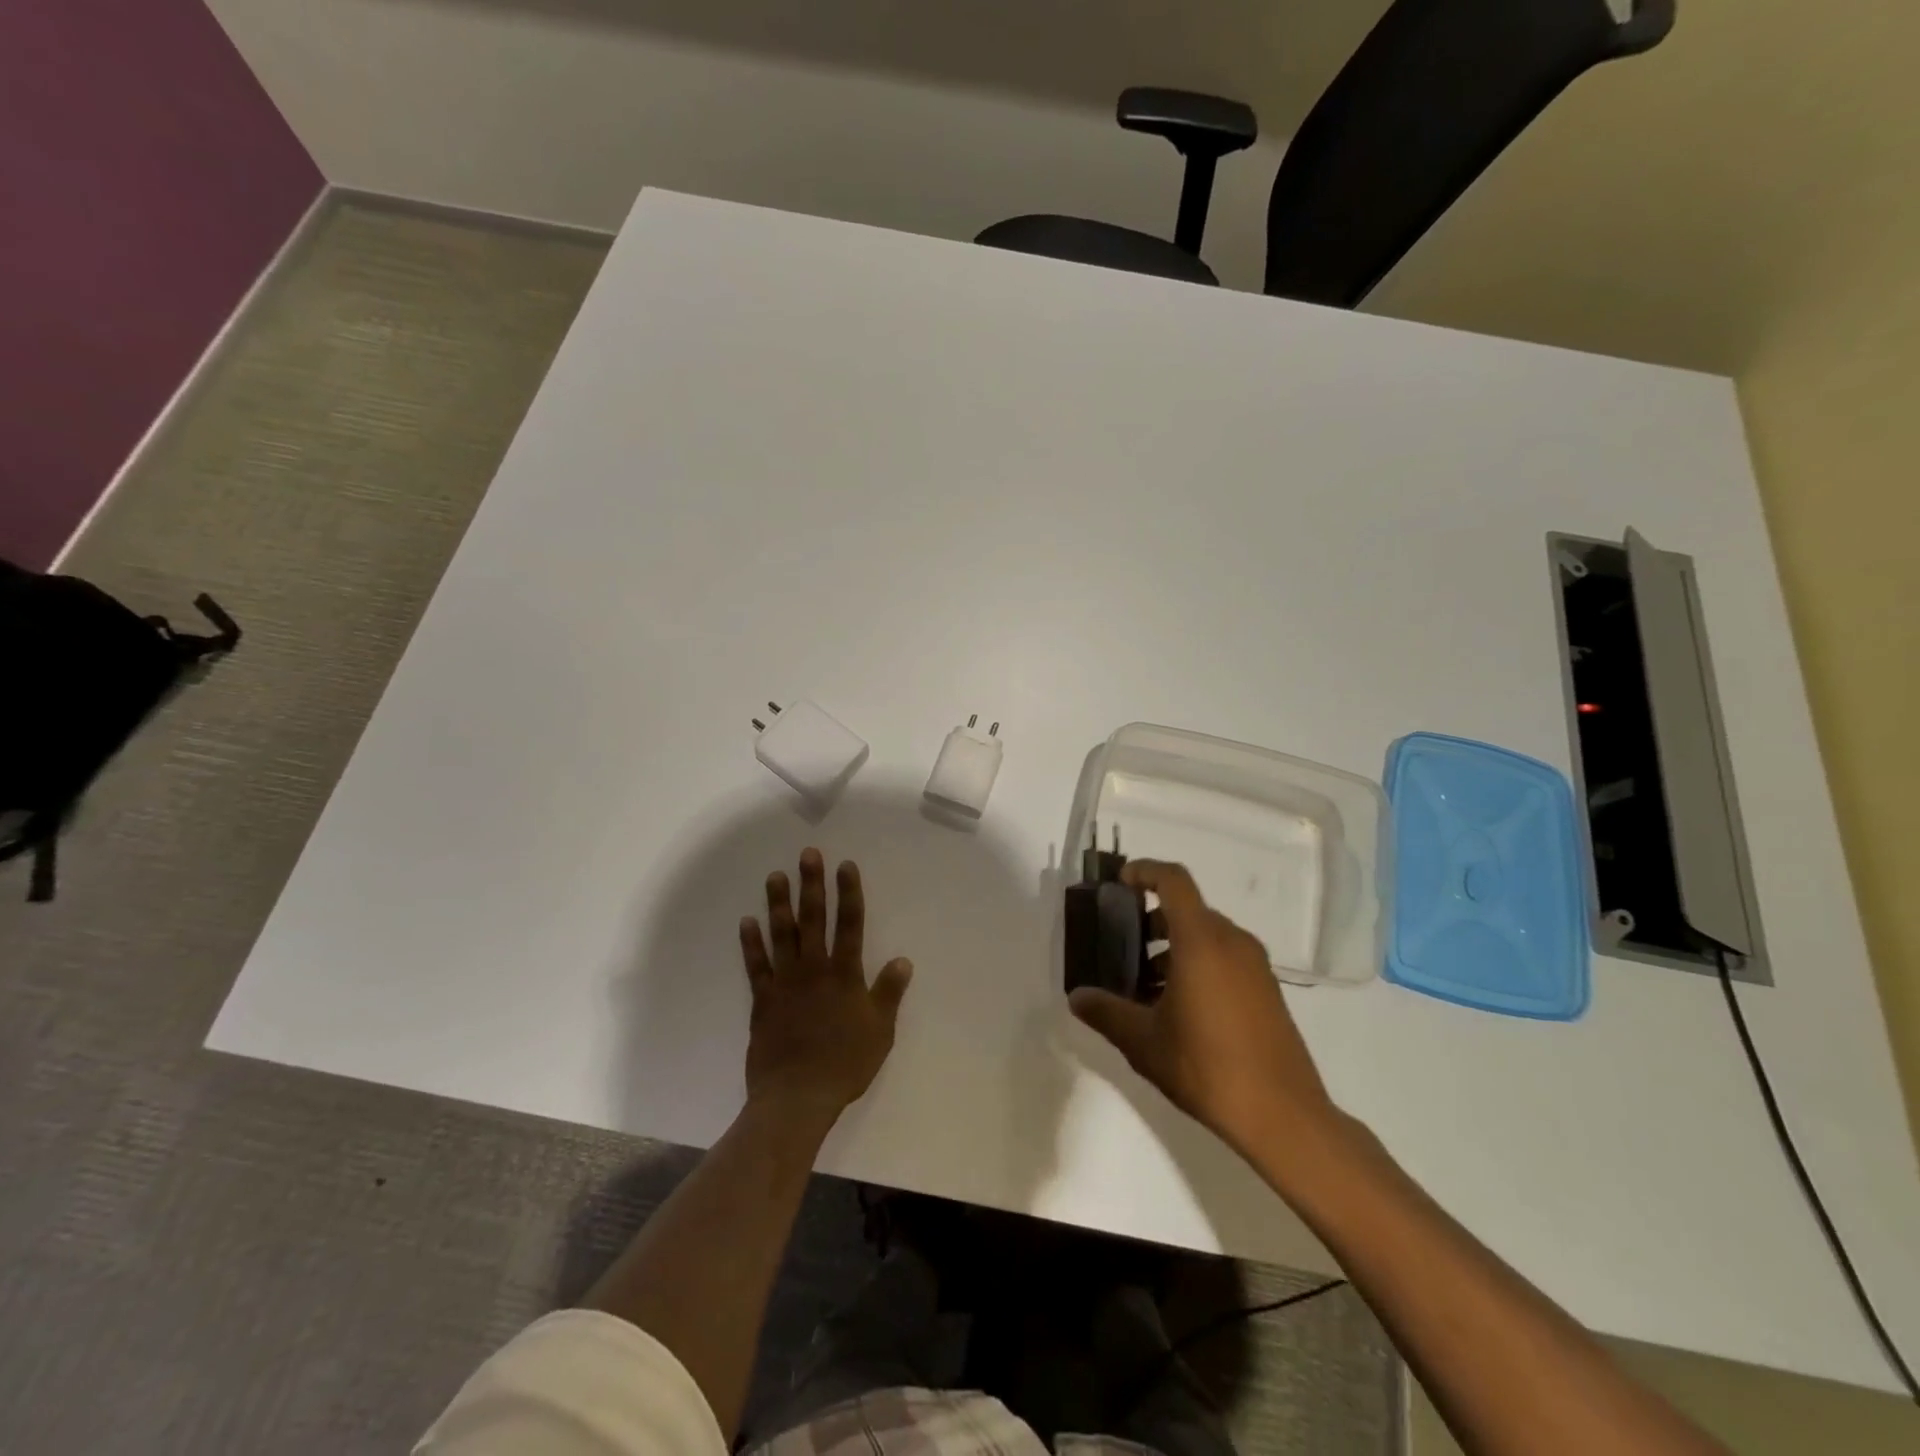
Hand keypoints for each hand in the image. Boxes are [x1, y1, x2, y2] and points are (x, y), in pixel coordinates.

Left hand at [739, 849, 912, 1124]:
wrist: (797, 1096)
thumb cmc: (845, 1063)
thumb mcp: (880, 1030)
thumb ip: (889, 993)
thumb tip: (903, 960)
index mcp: (845, 974)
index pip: (850, 924)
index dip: (849, 893)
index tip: (845, 865)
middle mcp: (814, 969)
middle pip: (814, 919)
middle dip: (812, 885)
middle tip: (807, 855)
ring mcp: (785, 982)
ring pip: (782, 934)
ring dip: (779, 904)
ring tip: (775, 877)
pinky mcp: (763, 1000)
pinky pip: (756, 965)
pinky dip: (751, 943)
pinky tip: (747, 922)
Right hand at [1068, 860, 1338, 1161]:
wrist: (1283, 1115)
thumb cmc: (1206, 1066)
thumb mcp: (1143, 1041)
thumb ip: (1106, 1012)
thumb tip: (1077, 996)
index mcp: (1201, 941)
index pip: (1174, 880)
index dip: (1144, 871)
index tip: (1120, 883)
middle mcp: (1232, 942)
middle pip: (1187, 909)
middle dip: (1151, 922)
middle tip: (1122, 949)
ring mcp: (1256, 966)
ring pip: (1207, 936)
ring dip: (1173, 948)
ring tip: (1145, 987)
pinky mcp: (1268, 990)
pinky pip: (1225, 958)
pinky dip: (1198, 965)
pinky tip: (1178, 1008)